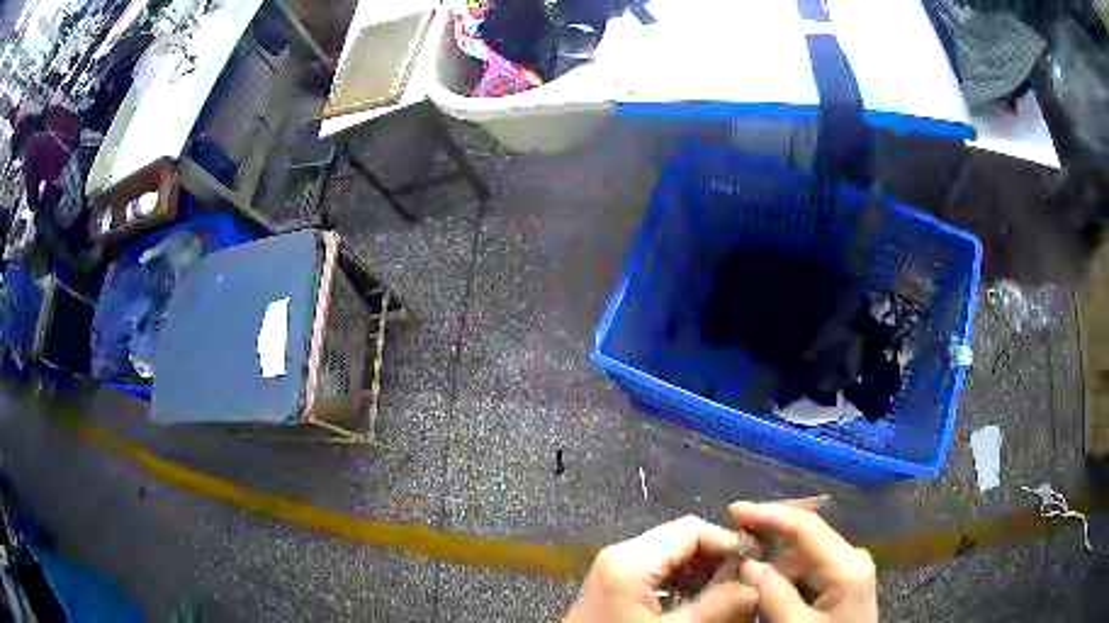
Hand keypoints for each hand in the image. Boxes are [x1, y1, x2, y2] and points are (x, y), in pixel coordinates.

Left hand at [564, 515, 757, 621]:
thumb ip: (716, 607)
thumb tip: (756, 586)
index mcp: (630, 559)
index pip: (692, 530)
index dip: (728, 543)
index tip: (756, 565)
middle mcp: (620, 553)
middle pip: (681, 538)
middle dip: (717, 557)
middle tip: (746, 580)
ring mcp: (614, 567)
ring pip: (671, 554)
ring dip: (702, 569)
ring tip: (730, 591)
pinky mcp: (613, 583)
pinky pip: (656, 569)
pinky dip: (683, 579)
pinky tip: (701, 598)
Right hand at [730, 502, 877, 622]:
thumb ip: (774, 595)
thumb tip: (748, 563)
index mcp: (846, 565)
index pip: (806, 527)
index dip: (770, 514)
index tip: (735, 510)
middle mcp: (854, 556)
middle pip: (807, 537)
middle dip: (770, 535)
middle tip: (734, 538)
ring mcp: (852, 566)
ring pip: (807, 552)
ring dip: (776, 556)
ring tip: (744, 560)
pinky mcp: (847, 578)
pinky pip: (812, 565)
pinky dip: (788, 570)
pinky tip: (768, 577)